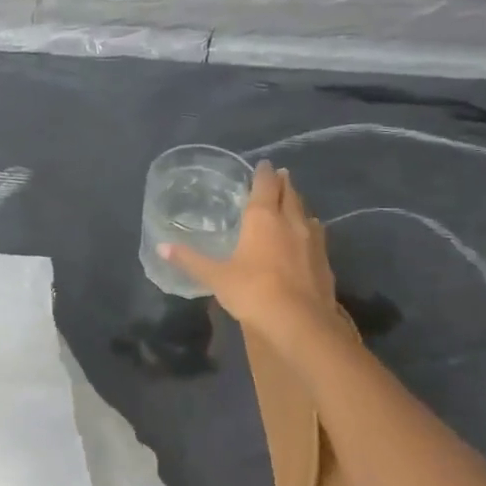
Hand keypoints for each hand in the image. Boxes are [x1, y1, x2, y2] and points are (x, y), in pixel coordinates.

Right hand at [163, 163, 346, 346]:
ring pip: (306, 213)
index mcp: (262, 218)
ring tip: (292, 203)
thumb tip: (161, 247)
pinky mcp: (324, 261)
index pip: (264, 186)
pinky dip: (310, 229)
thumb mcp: (216, 277)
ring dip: (298, 205)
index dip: (263, 173)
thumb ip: (191, 260)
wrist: (299, 321)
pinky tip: (308, 236)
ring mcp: (312, 241)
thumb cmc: (252, 291)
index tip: (264, 164)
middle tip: (279, 175)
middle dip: (283, 183)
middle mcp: (290, 222)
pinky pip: (317, 235)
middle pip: (289, 195)